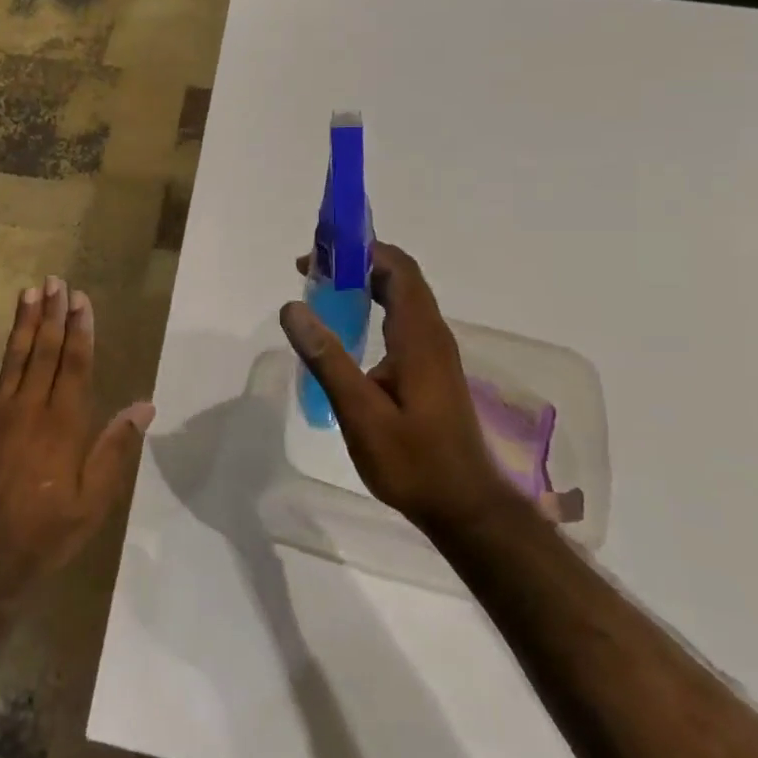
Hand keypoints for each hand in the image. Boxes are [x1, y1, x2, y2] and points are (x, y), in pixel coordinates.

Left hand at [0, 277, 152, 601]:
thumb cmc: (44, 536)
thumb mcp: (92, 503)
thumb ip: (115, 450)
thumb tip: (143, 406)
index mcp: (64, 425)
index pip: (76, 365)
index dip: (80, 330)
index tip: (82, 300)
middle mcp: (30, 409)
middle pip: (44, 352)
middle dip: (52, 314)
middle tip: (56, 281)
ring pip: (13, 357)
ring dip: (22, 322)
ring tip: (29, 290)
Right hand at [281, 243, 509, 539]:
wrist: (465, 507)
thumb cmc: (413, 461)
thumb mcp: (361, 413)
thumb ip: (327, 359)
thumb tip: (292, 307)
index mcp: (419, 337)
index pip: (397, 269)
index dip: (361, 250)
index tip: (319, 252)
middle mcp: (432, 335)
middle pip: (400, 277)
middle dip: (357, 262)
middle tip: (311, 269)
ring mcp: (434, 352)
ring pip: (402, 298)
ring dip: (365, 283)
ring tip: (322, 289)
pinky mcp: (431, 369)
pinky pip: (402, 319)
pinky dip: (373, 306)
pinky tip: (347, 328)